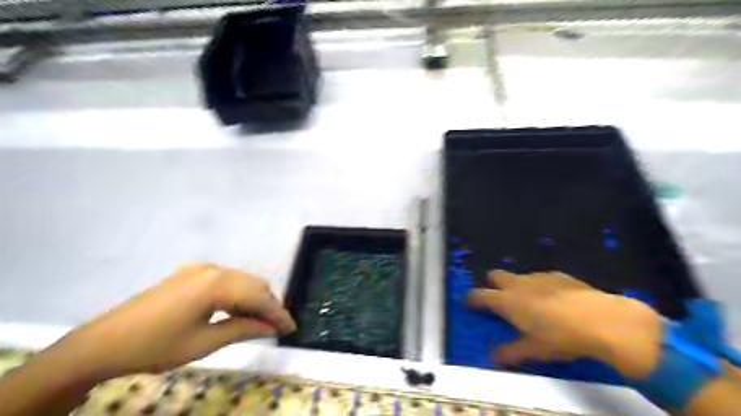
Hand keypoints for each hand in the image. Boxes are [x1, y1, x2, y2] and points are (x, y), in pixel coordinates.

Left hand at [44, 266, 294, 380]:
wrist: (103, 342)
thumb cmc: (155, 346)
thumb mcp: (204, 343)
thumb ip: (243, 329)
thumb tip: (271, 328)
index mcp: (216, 284)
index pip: (259, 297)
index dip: (278, 313)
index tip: (292, 328)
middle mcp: (213, 269)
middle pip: (255, 284)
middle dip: (269, 305)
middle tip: (276, 329)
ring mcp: (202, 269)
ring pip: (243, 281)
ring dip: (255, 300)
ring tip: (259, 323)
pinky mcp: (192, 274)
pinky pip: (227, 281)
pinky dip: (239, 295)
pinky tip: (237, 312)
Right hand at [465, 269, 661, 379]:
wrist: (602, 320)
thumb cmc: (561, 337)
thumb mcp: (534, 350)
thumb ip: (511, 353)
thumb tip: (494, 359)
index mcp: (507, 301)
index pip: (480, 295)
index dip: (472, 298)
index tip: (469, 303)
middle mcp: (518, 284)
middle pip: (495, 276)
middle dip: (492, 284)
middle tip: (500, 300)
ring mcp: (538, 277)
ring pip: (518, 276)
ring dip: (517, 286)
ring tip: (531, 304)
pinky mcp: (558, 275)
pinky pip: (541, 278)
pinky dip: (540, 286)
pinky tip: (555, 300)